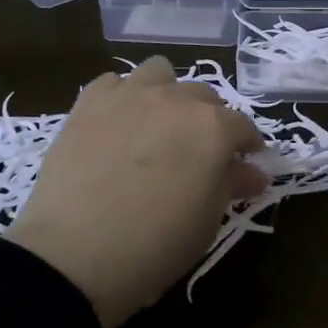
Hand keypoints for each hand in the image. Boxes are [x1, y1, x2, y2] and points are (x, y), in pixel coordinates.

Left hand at [8, 57, 268, 327]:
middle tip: (197, 153)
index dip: (246, 146)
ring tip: (157, 125)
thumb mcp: (206, 222)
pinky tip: (117, 126)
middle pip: (204, 96)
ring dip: (167, 94)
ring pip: (159, 73)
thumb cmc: (155, 246)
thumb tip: (252, 173)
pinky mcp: (89, 101)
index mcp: (214, 128)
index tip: (244, 165)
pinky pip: (114, 83)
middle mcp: (176, 99)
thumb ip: (231, 185)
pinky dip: (122, 98)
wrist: (75, 253)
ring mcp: (130, 94)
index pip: (243, 127)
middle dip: (208, 121)